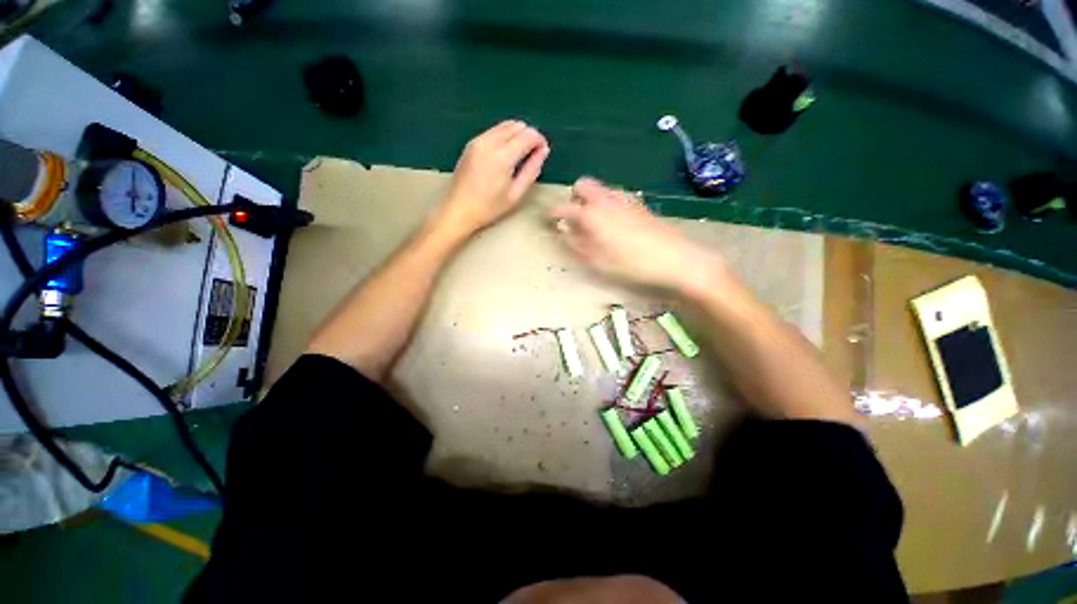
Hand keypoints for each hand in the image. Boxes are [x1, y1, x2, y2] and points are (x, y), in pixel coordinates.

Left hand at [439, 120, 549, 234]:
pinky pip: (494, 131)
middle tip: (532, 154)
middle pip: (516, 126)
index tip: (543, 152)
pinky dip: (504, 136)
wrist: (459, 209)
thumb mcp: (515, 193)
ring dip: (516, 135)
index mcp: (502, 157)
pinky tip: (505, 154)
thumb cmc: (490, 207)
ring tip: (520, 155)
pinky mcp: (471, 143)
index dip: (539, 141)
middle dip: (528, 136)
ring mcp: (478, 140)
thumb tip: (543, 151)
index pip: (528, 135)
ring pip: (505, 125)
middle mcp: (489, 142)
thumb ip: (531, 170)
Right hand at [550, 178, 726, 293]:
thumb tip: (563, 232)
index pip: (563, 208)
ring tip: (594, 221)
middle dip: (573, 197)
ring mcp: (624, 199)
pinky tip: (614, 221)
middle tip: (574, 218)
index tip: (547, 220)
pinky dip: (607, 202)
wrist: (674, 258)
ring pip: (600, 189)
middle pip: (582, 185)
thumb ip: (576, 244)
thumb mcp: (596, 261)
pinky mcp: (639, 204)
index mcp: (591, 214)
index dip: (552, 213)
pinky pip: (615, 195)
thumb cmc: (630, 264)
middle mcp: (605, 200)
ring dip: (591, 199)